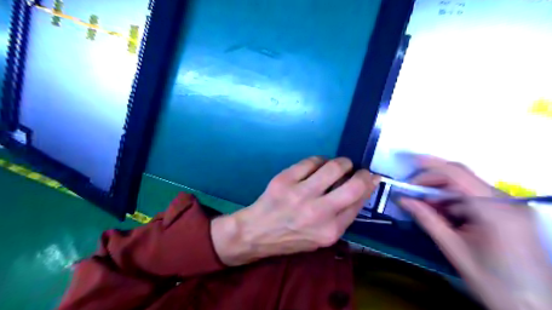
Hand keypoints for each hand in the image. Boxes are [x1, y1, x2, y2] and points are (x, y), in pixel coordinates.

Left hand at [212, 157, 379, 265]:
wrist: (257, 232)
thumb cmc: (291, 237)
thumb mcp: (321, 237)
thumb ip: (342, 216)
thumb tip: (361, 189)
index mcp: (330, 231)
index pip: (359, 202)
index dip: (368, 186)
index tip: (370, 178)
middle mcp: (318, 212)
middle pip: (354, 185)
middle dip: (362, 173)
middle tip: (358, 170)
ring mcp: (300, 194)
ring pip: (333, 167)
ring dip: (342, 162)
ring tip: (339, 165)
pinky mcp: (285, 179)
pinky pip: (311, 161)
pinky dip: (319, 161)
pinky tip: (317, 166)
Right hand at [402, 157, 551, 309]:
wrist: (536, 308)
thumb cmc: (493, 283)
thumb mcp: (454, 249)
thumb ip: (427, 219)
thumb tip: (403, 200)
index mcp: (495, 210)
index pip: (457, 175)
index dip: (431, 166)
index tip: (410, 163)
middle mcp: (508, 201)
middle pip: (463, 178)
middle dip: (434, 182)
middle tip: (413, 194)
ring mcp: (513, 206)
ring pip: (468, 188)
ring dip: (444, 194)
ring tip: (427, 208)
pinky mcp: (513, 213)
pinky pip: (478, 198)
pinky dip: (457, 202)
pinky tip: (447, 215)